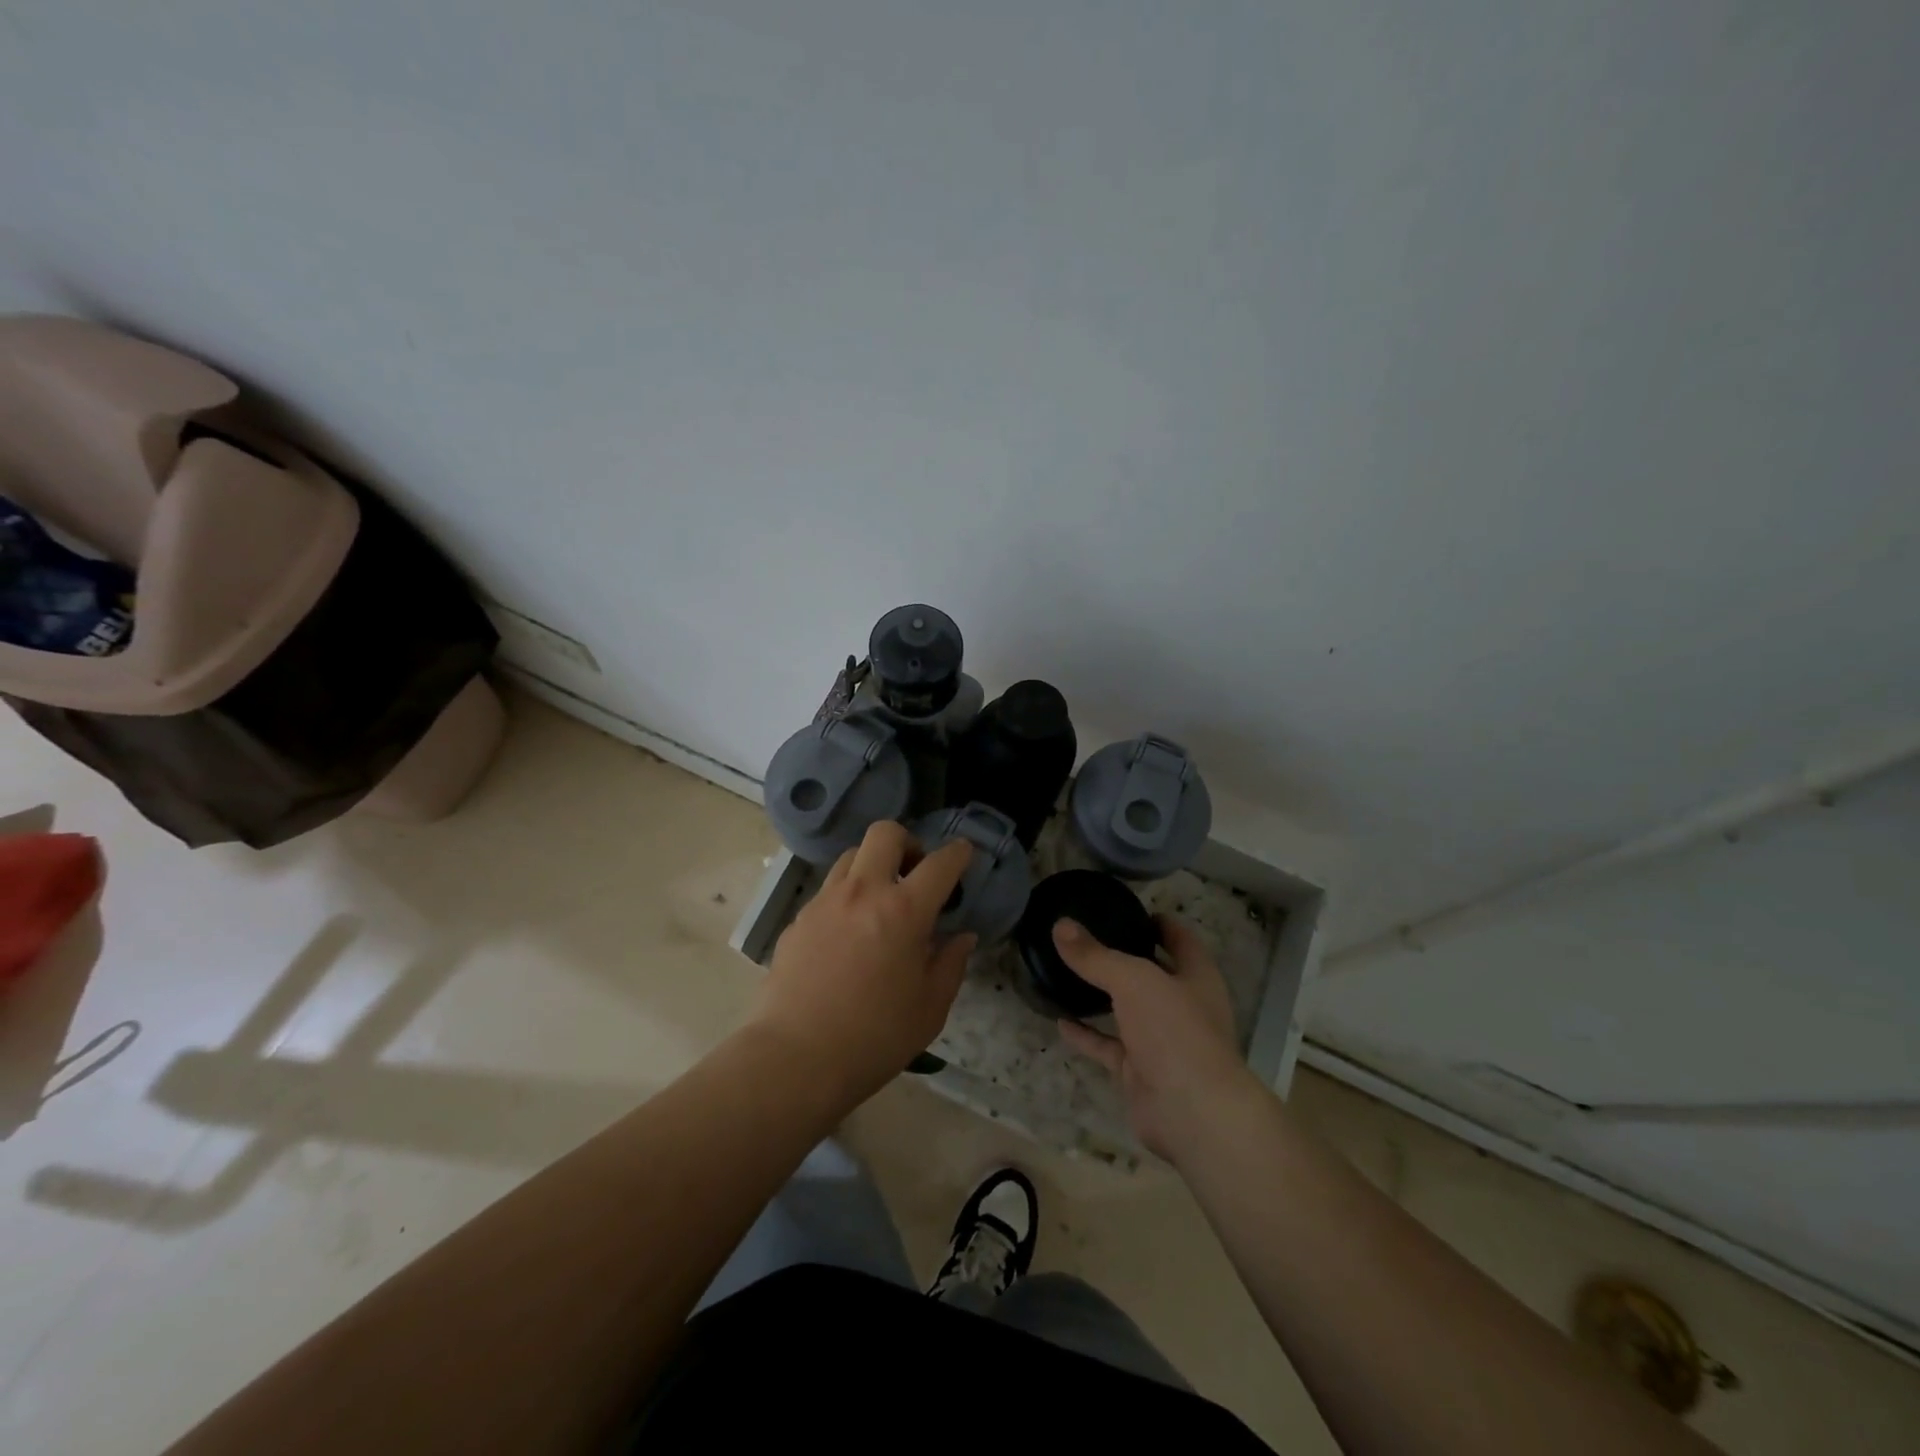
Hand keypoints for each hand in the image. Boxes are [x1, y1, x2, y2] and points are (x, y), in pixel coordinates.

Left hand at [749, 821, 975, 1105]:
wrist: (795, 1058)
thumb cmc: (875, 1037)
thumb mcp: (930, 1008)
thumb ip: (951, 964)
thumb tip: (961, 937)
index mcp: (904, 911)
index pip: (940, 863)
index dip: (958, 853)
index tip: (964, 853)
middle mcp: (863, 892)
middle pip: (885, 833)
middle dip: (907, 842)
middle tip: (914, 873)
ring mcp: (825, 902)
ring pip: (851, 856)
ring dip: (872, 866)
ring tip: (879, 902)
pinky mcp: (798, 920)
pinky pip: (827, 891)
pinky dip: (846, 898)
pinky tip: (848, 935)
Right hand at [1053, 915, 1260, 1161]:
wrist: (1192, 1112)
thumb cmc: (1175, 1031)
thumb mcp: (1133, 980)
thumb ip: (1096, 956)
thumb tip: (1061, 925)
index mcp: (1197, 977)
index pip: (1181, 940)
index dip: (1160, 923)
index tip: (1130, 911)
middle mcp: (1184, 1007)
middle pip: (1154, 974)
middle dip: (1127, 958)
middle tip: (1089, 938)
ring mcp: (1163, 1042)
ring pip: (1129, 1011)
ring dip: (1103, 996)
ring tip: (1070, 973)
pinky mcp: (1141, 1071)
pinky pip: (1109, 1046)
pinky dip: (1087, 1034)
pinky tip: (1059, 1020)